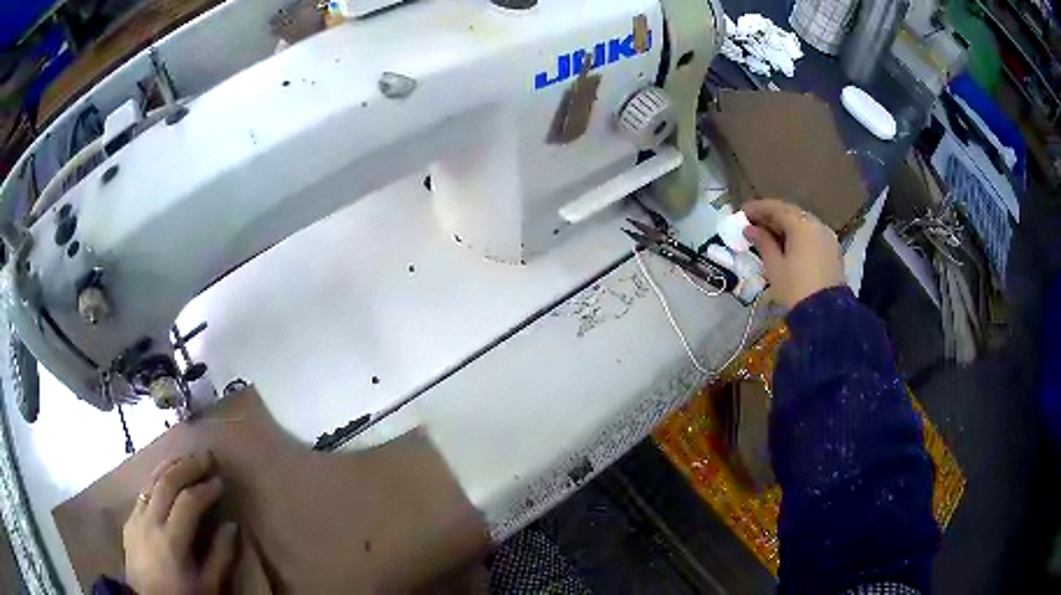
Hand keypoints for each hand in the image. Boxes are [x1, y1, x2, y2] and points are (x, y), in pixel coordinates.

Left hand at [124, 454, 236, 594]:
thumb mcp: (208, 585)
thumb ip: (221, 556)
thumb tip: (232, 526)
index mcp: (172, 540)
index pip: (188, 502)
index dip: (206, 489)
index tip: (220, 481)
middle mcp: (150, 521)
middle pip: (166, 483)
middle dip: (188, 466)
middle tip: (206, 457)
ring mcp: (136, 517)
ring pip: (151, 481)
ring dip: (170, 466)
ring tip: (186, 459)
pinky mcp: (129, 518)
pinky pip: (143, 492)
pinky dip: (156, 480)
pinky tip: (165, 479)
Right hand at [741, 199, 844, 308]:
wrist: (825, 315)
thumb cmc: (795, 288)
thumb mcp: (774, 266)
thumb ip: (763, 242)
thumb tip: (750, 229)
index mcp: (802, 225)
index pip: (776, 208)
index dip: (757, 208)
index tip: (741, 212)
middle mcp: (817, 225)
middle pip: (791, 213)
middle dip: (771, 216)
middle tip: (753, 222)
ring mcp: (827, 237)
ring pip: (803, 224)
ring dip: (785, 225)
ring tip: (768, 234)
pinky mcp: (832, 250)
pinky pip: (812, 235)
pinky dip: (798, 235)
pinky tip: (787, 244)